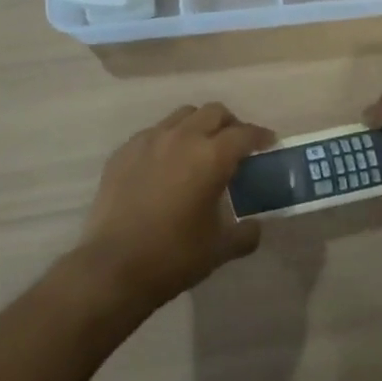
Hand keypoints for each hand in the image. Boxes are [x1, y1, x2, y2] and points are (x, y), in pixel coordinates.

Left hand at [76, 103, 273, 310]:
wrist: (112, 267)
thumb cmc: (173, 257)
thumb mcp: (220, 249)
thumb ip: (245, 233)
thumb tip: (254, 226)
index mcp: (210, 157)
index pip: (244, 134)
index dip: (261, 136)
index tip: (269, 144)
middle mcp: (181, 137)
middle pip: (213, 112)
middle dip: (230, 124)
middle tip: (235, 147)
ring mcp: (148, 140)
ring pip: (181, 116)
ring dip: (198, 126)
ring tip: (200, 151)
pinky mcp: (123, 151)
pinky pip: (154, 133)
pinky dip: (168, 140)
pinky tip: (166, 166)